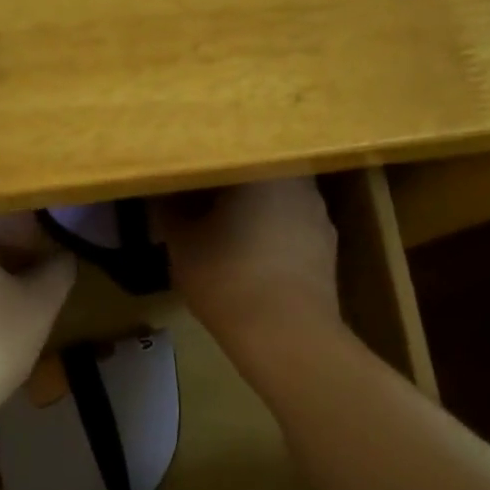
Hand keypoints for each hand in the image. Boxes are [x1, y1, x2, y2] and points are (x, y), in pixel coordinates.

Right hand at [154, 177, 340, 350]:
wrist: (288, 336)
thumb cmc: (229, 277)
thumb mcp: (182, 243)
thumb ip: (169, 210)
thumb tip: (161, 194)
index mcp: (262, 166)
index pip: (225, 153)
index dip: (200, 167)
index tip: (181, 181)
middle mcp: (297, 180)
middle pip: (255, 173)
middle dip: (228, 186)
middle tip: (199, 202)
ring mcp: (318, 214)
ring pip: (276, 200)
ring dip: (253, 210)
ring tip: (226, 230)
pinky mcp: (328, 247)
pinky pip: (292, 227)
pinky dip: (273, 235)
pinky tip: (255, 257)